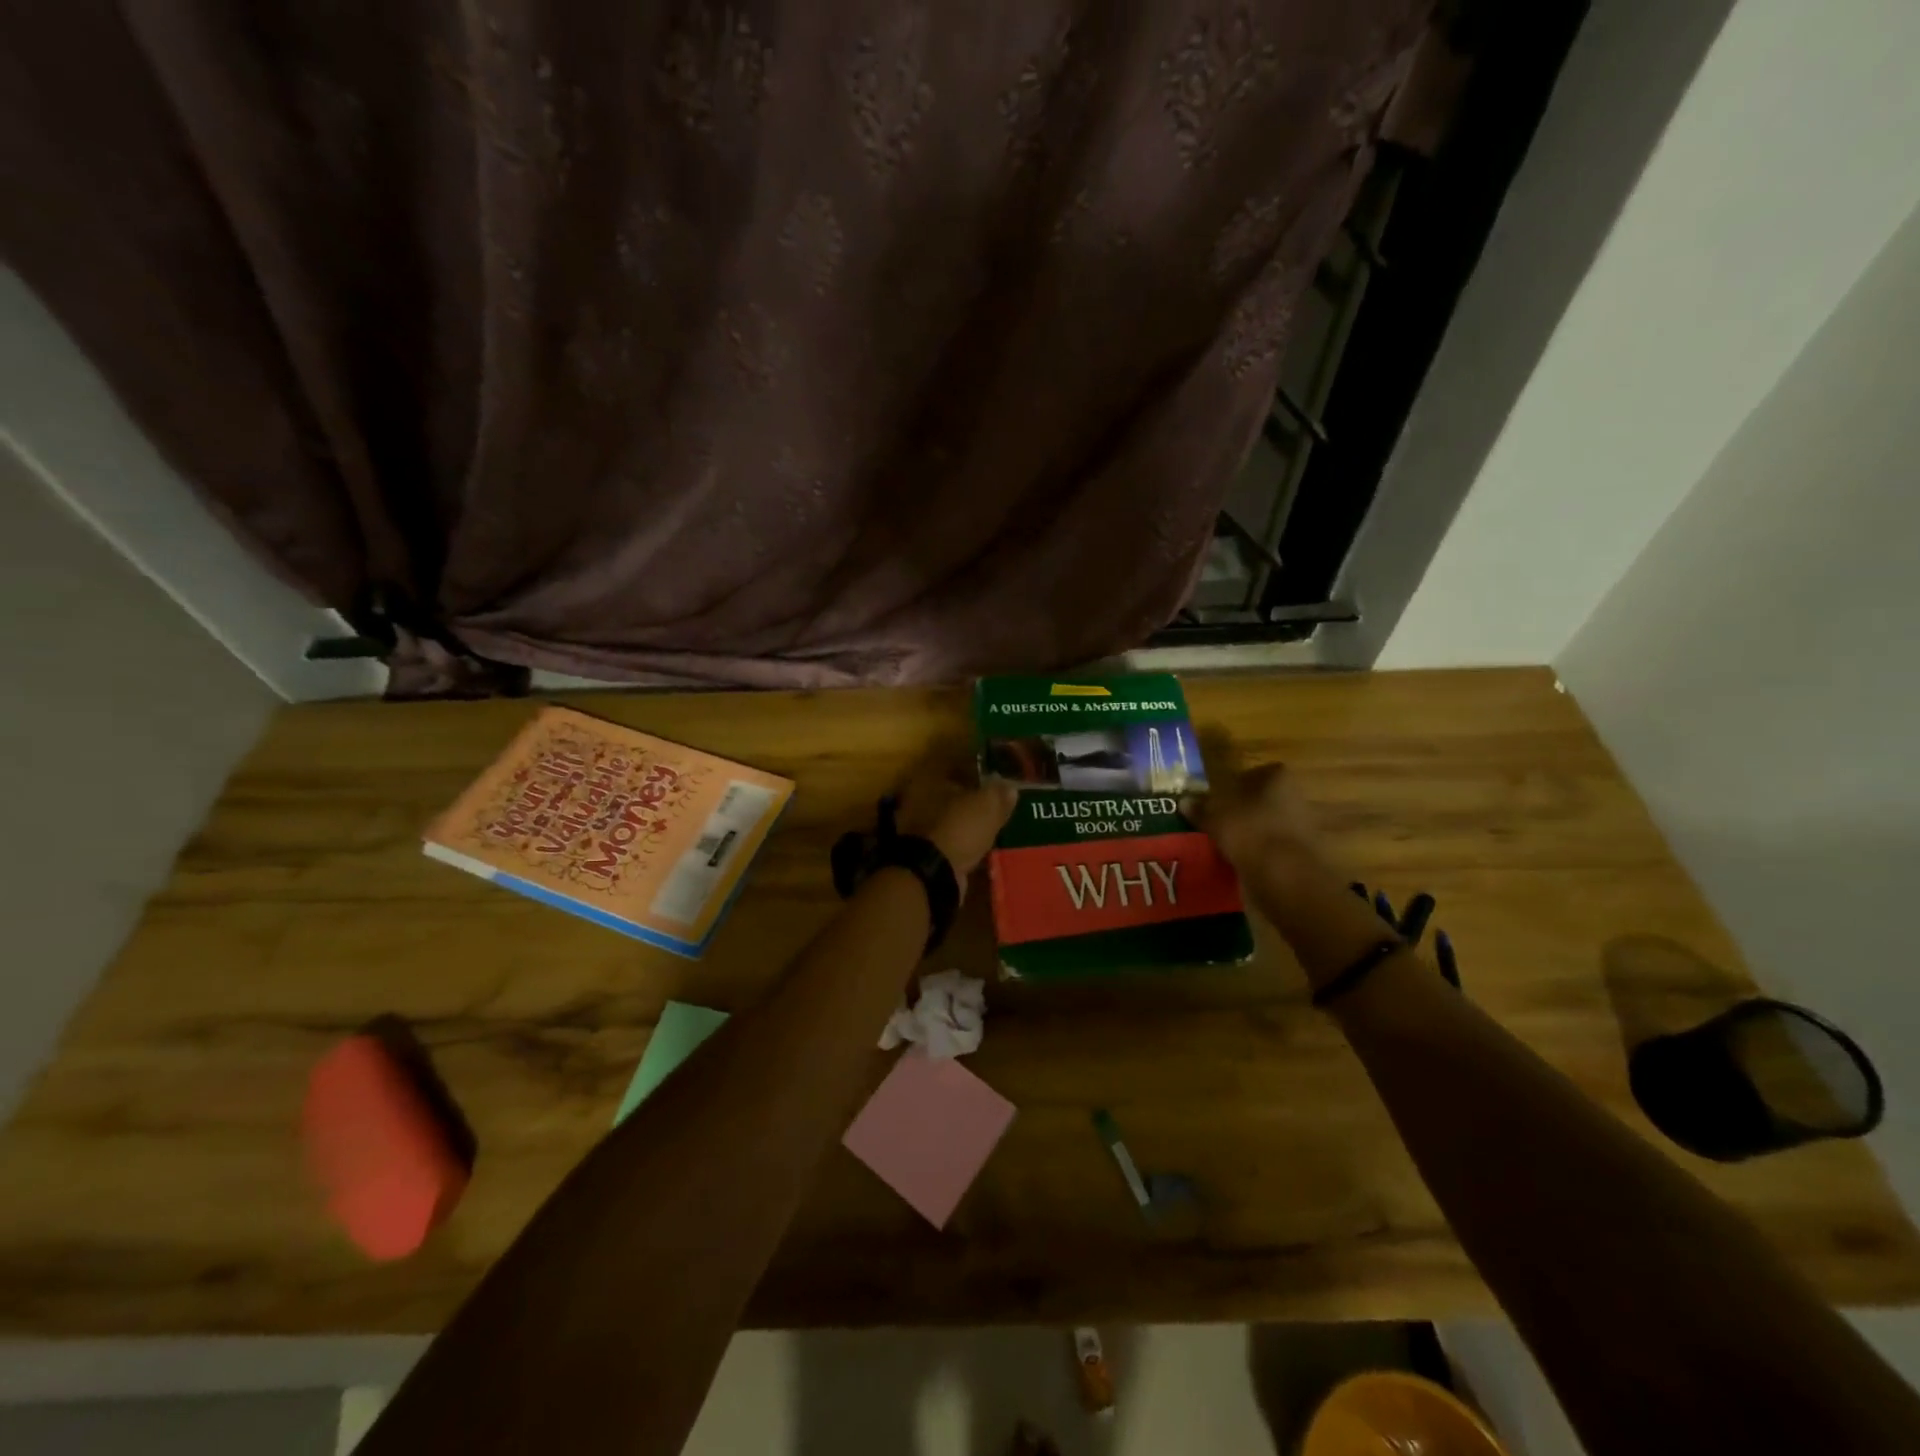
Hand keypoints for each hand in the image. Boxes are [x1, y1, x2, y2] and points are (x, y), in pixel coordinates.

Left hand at [893, 770, 1017, 884]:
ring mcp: (916, 826)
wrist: (934, 874)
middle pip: (951, 792)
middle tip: (997, 801)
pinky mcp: (923, 851)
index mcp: (928, 778)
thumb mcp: (986, 805)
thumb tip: (1010, 787)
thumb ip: (998, 793)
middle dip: (972, 797)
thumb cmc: (958, 827)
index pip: (955, 763)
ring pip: (949, 816)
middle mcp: (917, 798)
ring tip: (992, 824)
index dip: (977, 768)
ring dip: (967, 820)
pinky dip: (962, 841)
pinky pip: (948, 839)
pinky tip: (980, 845)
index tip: (997, 775)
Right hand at [1184, 759, 1326, 872]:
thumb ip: (1201, 809)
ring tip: (1225, 843)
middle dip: (1244, 809)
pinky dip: (1259, 853)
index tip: (1218, 797)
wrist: (1286, 874)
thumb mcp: (1215, 817)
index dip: (1235, 784)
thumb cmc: (1250, 831)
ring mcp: (1303, 826)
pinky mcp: (1303, 854)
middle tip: (1219, 820)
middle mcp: (1296, 796)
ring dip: (1252, 832)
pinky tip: (1241, 861)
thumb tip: (1184, 801)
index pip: (1255, 773)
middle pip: (1264, 799)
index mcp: (1278, 778)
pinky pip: (1274, 847)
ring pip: (1270, 824)